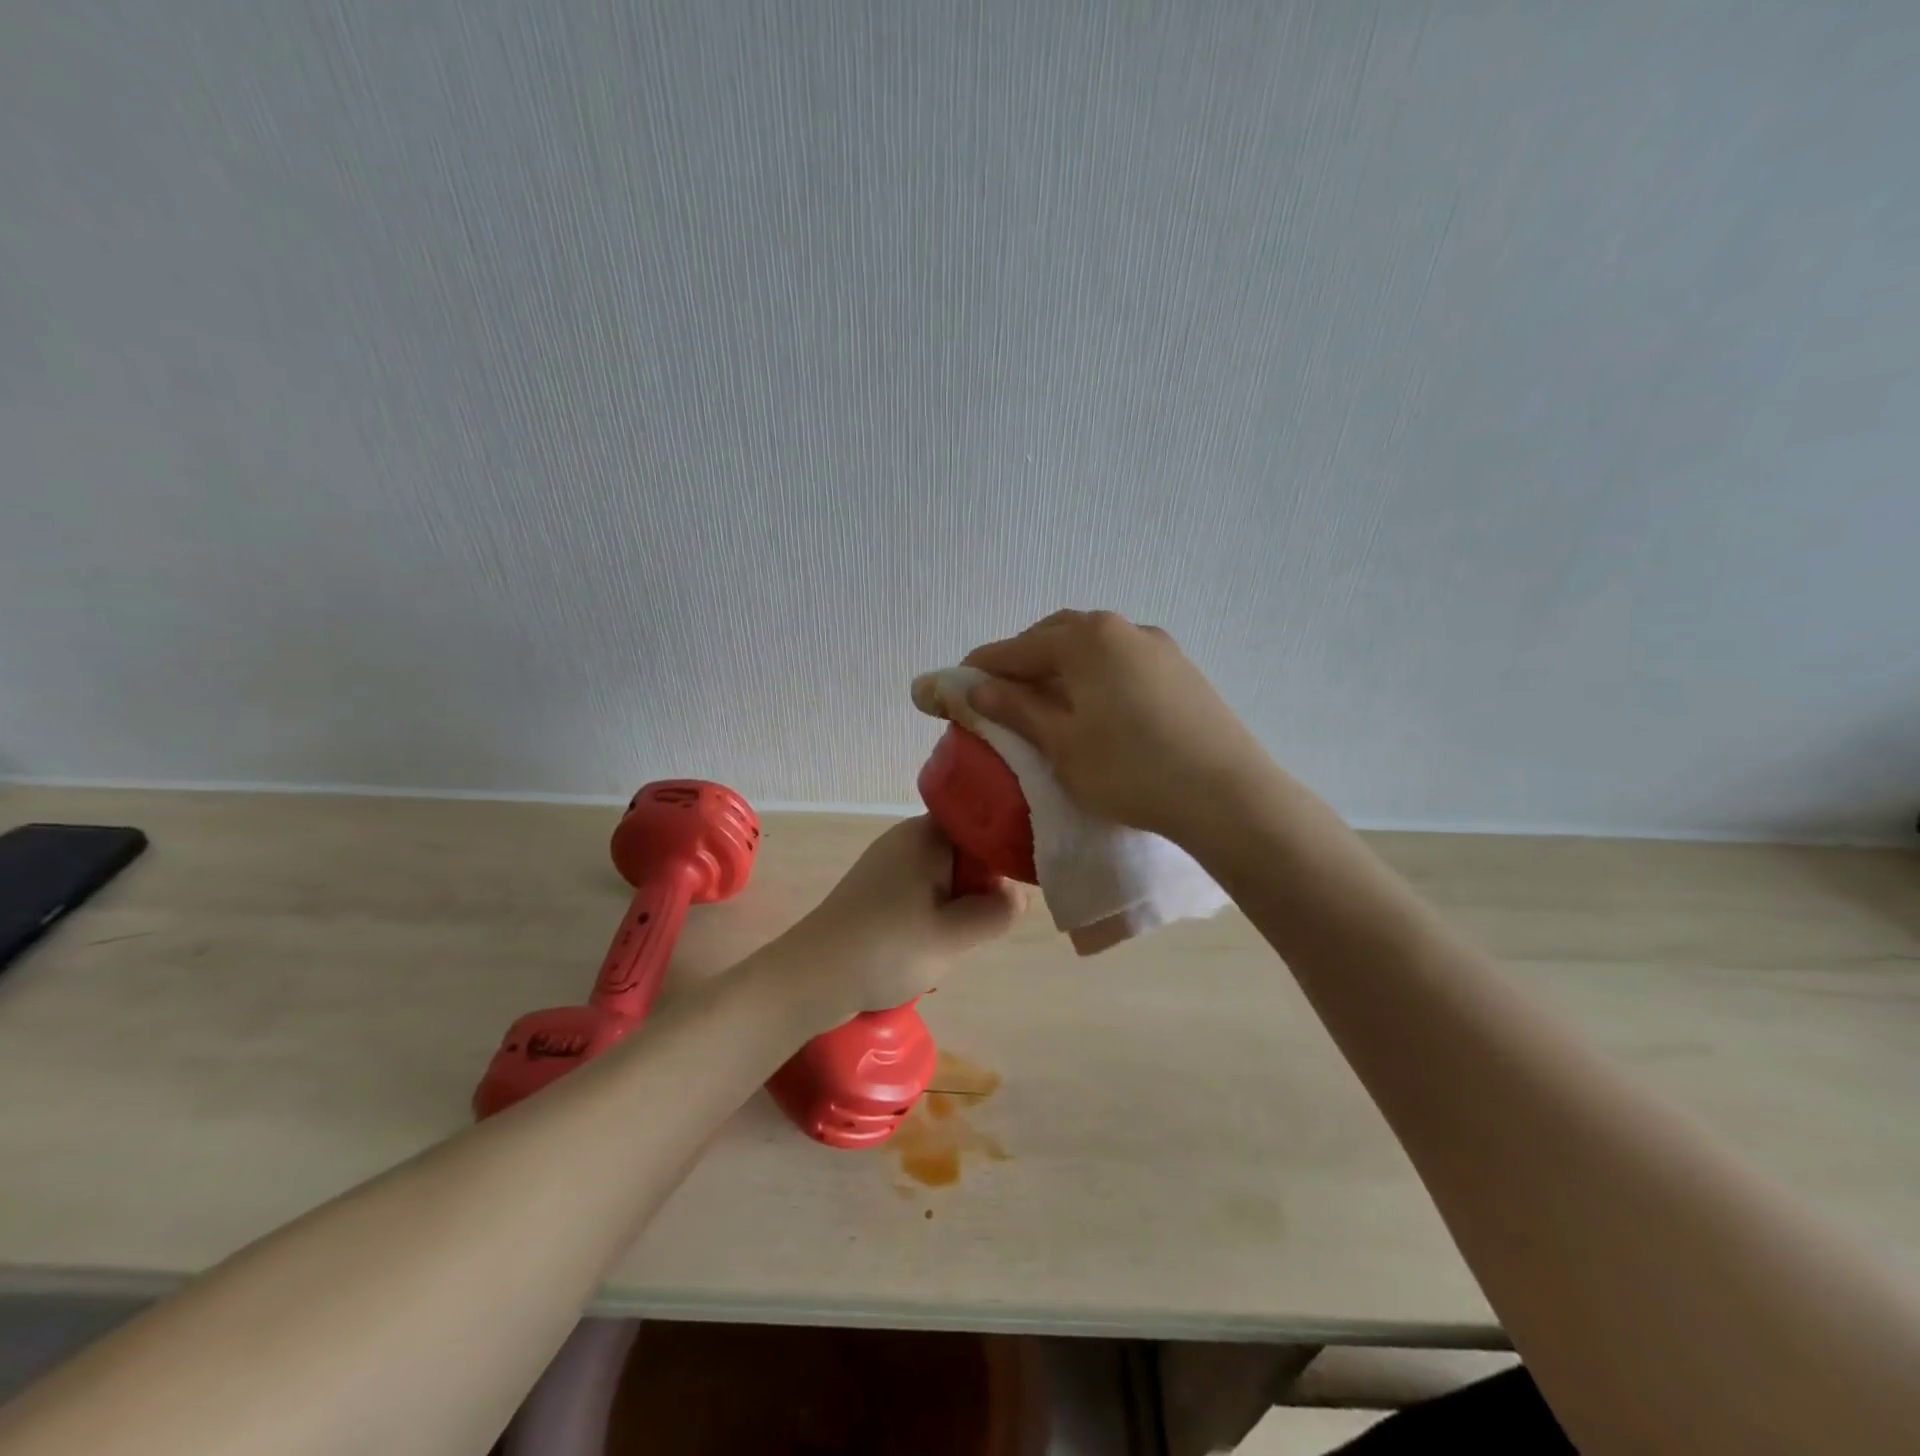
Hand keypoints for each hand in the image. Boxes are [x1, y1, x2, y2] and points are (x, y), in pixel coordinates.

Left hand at [779, 816, 1024, 1027]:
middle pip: (964, 850)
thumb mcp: (955, 935)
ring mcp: (887, 863)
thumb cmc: (888, 948)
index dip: (1004, 850)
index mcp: (926, 834)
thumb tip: (1018, 894)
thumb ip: (997, 911)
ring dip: (957, 903)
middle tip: (982, 921)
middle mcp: (906, 838)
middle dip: (980, 884)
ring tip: (955, 937)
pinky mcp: (875, 890)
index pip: (981, 822)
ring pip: (944, 874)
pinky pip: (920, 890)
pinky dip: (933, 913)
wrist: (812, 977)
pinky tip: (929, 943)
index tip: (1018, 885)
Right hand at [963, 609, 1272, 841]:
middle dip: (1024, 659)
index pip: (1019, 647)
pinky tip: (1095, 707)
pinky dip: (1095, 676)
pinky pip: (1122, 662)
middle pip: (1058, 636)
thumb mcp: (1061, 742)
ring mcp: (1158, 647)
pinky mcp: (1182, 671)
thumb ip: (1016, 708)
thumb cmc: (1129, 769)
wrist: (1227, 795)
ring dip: (1062, 666)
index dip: (984, 665)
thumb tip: (977, 688)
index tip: (957, 682)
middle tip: (1001, 692)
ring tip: (1046, 700)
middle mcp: (1123, 629)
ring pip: (1094, 648)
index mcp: (1087, 639)